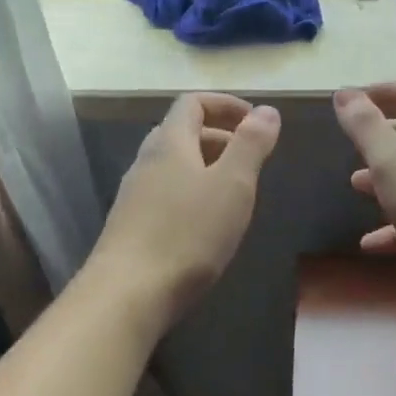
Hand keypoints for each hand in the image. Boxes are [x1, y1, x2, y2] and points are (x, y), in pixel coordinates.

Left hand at [88, 92, 280, 323]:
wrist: (128, 293)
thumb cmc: (188, 233)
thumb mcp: (232, 185)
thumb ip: (251, 145)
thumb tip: (267, 110)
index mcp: (170, 142)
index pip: (192, 102)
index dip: (225, 104)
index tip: (255, 121)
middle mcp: (146, 160)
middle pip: (181, 132)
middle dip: (219, 137)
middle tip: (250, 159)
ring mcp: (134, 194)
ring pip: (172, 166)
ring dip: (205, 167)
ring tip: (234, 193)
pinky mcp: (130, 225)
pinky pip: (165, 194)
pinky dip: (191, 194)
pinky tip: (206, 225)